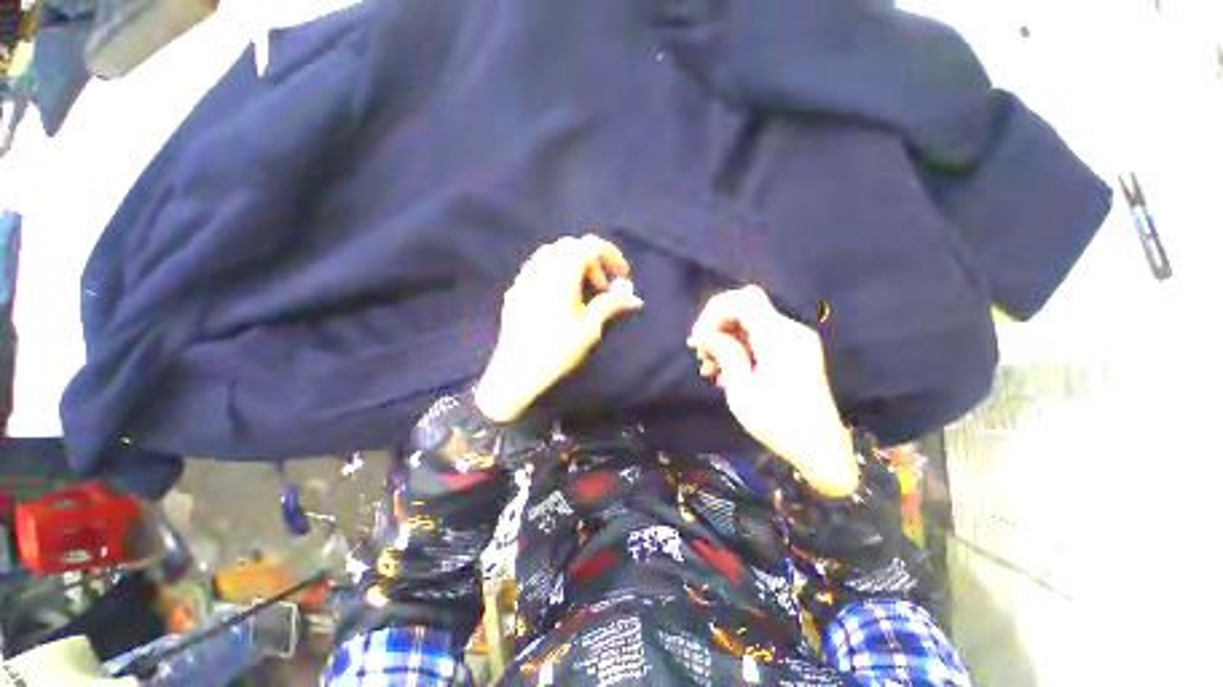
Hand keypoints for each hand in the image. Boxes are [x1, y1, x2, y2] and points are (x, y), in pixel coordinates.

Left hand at [475, 235, 642, 422]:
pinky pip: (539, 266)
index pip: (588, 246)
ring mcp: (525, 278)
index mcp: (561, 276)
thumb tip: (634, 297)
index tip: (622, 274)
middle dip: (593, 259)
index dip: (610, 254)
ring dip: (574, 263)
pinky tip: (561, 296)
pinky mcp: (516, 289)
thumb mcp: (589, 328)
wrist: (517, 371)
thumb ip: (610, 305)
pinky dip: (557, 270)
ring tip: (583, 290)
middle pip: (571, 246)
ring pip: (552, 254)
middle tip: (603, 286)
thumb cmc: (557, 351)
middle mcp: (541, 269)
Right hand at [687, 286, 857, 496]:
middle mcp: (790, 330)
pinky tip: (727, 374)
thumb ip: (724, 353)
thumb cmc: (778, 422)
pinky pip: (761, 339)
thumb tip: (702, 334)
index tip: (699, 338)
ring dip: (726, 341)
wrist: (821, 450)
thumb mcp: (742, 389)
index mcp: (778, 337)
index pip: (743, 299)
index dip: (715, 311)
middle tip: (701, 357)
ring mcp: (795, 341)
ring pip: (750, 325)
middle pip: (745, 309)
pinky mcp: (796, 352)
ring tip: (710, 370)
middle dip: (717, 328)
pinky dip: (740, 349)